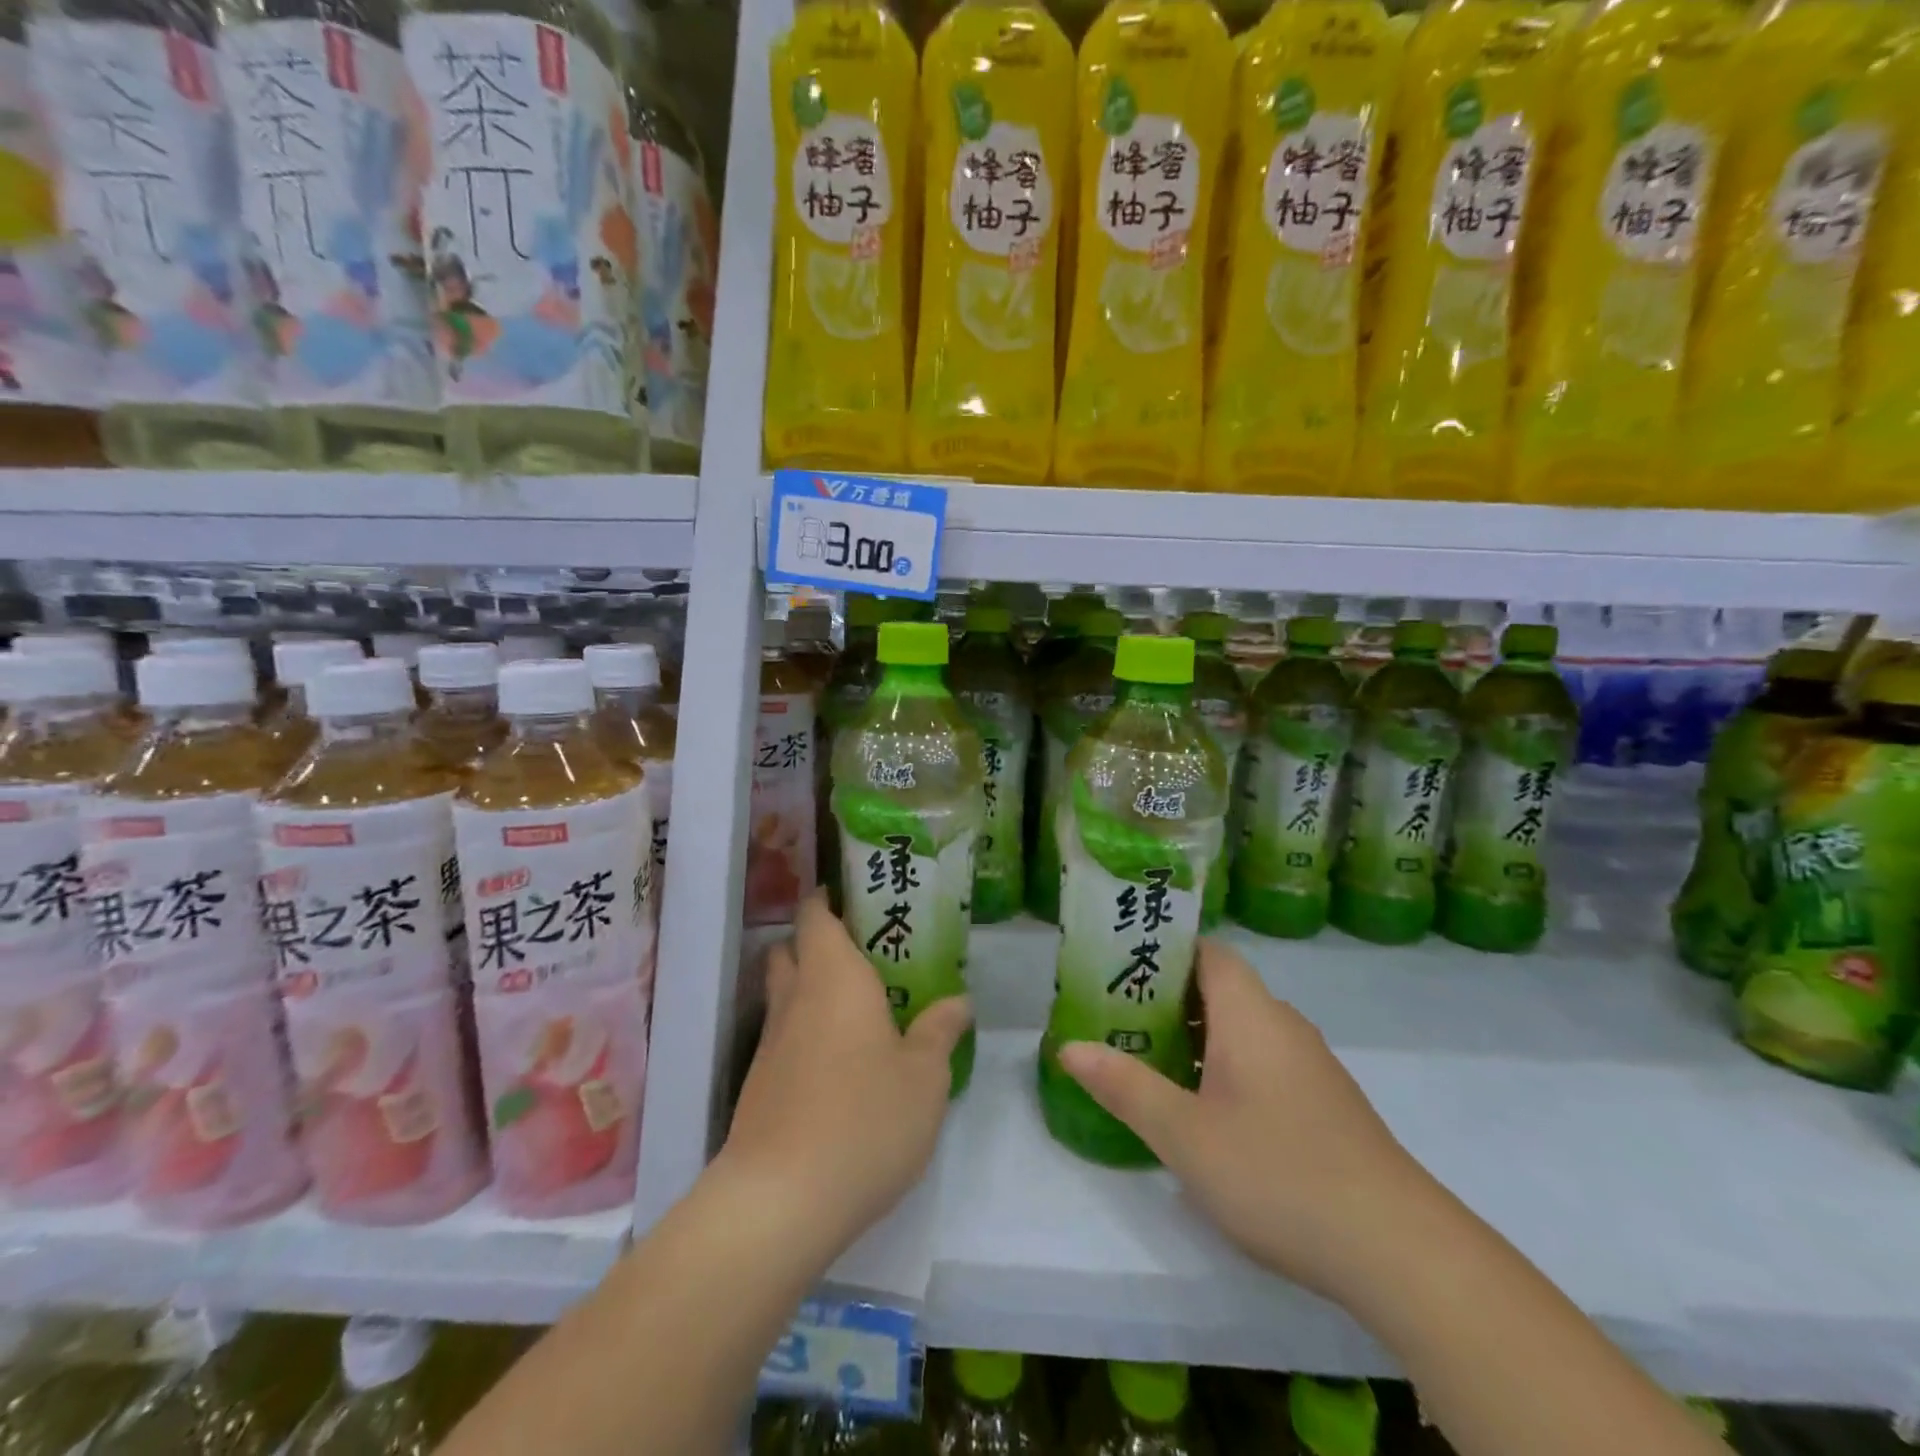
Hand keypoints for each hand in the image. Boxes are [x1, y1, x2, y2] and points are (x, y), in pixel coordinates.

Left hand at [717, 890, 971, 1258]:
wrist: (779, 1201)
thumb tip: (958, 1001)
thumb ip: (940, 1031)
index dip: (829, 899)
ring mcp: (770, 1043)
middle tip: (866, 956)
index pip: (815, 914)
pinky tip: (840, 1065)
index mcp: (834, 977)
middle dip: (819, 943)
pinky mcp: (759, 1085)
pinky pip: (784, 1037)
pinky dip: (806, 1034)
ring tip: (860, 1010)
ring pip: (785, 995)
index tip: (858, 899)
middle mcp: (795, 998)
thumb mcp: (924, 1077)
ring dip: (811, 990)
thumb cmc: (864, 1119)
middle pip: (792, 949)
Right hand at [1058, 938, 1435, 1301]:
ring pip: (1242, 1029)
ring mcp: (1310, 1066)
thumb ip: (1125, 1086)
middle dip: (1167, 998)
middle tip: (1116, 1018)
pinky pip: (1263, 1062)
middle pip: (1220, 989)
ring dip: (1195, 1037)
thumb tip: (1068, 1047)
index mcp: (1251, 1014)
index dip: (1164, 950)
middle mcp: (1283, 1025)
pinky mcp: (1325, 1105)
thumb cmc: (1278, 1173)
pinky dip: (1226, 1067)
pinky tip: (1204, 1112)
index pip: (1208, 952)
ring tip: (1146, 1061)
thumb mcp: (1185, 1134)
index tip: (1119, 967)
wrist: (1401, 1251)